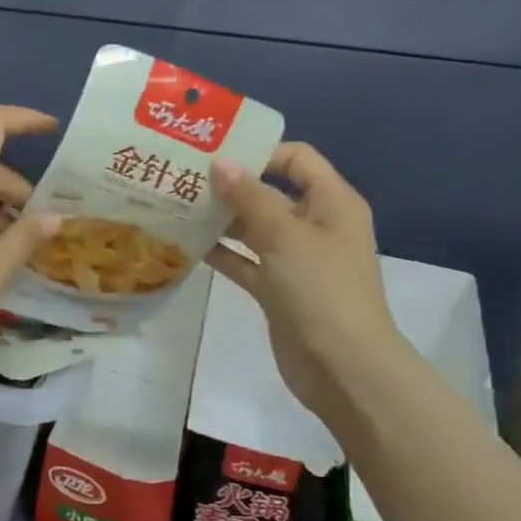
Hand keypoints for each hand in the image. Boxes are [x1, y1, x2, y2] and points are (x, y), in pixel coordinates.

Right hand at [205, 143, 403, 414]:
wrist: (342, 368)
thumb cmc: (320, 289)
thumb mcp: (285, 235)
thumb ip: (250, 198)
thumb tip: (220, 163)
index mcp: (331, 202)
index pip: (296, 159)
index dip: (259, 152)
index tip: (215, 153)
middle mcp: (315, 225)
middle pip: (270, 192)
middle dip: (231, 184)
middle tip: (184, 176)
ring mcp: (296, 259)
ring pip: (254, 228)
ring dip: (222, 218)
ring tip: (178, 204)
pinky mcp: (278, 289)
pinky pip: (246, 261)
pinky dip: (222, 252)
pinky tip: (187, 243)